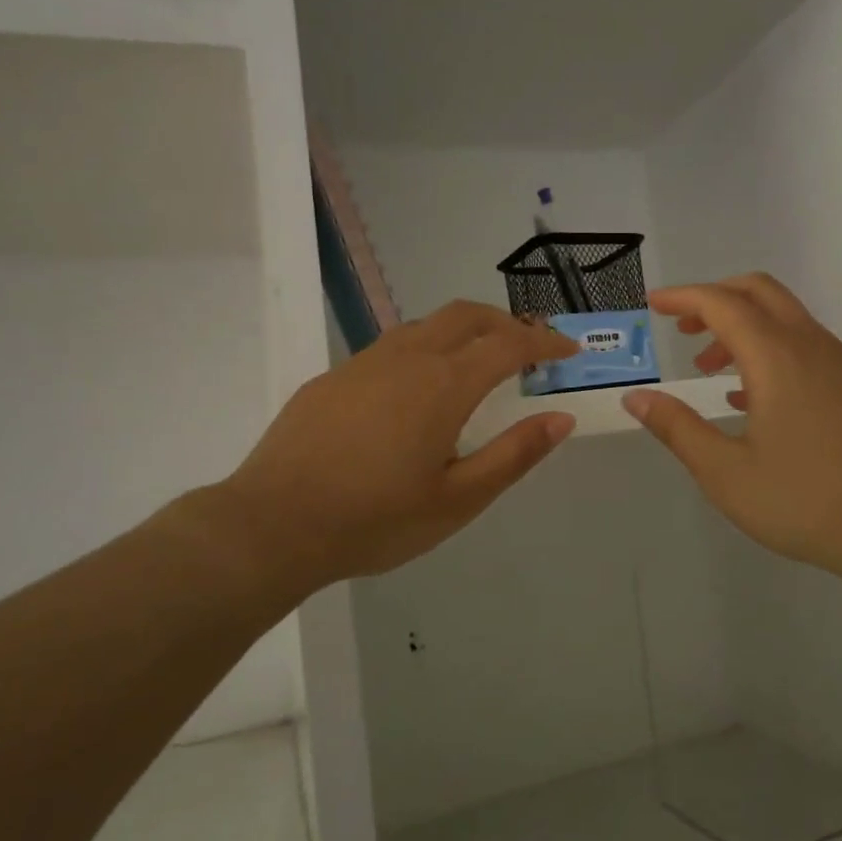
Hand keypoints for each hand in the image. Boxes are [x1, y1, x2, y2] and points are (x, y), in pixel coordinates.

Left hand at [208, 302, 578, 594]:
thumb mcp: (458, 500)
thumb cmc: (375, 519)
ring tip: (474, 366)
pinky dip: (422, 352)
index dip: (544, 343)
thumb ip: (514, 455)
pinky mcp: (332, 378)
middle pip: (465, 315)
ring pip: (424, 326)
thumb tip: (561, 419)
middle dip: (504, 322)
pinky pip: (389, 349)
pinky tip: (412, 396)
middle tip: (526, 349)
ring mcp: (363, 363)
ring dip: (460, 333)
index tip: (568, 351)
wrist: (273, 524)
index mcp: (444, 384)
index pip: (509, 344)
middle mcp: (406, 358)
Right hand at [622, 274, 841, 599]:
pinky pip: (800, 343)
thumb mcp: (725, 472)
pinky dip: (765, 347)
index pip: (721, 303)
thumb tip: (636, 399)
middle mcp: (808, 345)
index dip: (682, 297)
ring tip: (706, 367)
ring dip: (739, 325)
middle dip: (713, 299)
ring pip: (782, 316)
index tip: (651, 305)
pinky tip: (747, 395)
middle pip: (757, 291)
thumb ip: (677, 429)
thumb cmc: (805, 500)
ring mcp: (836, 363)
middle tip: (679, 328)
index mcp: (775, 357)